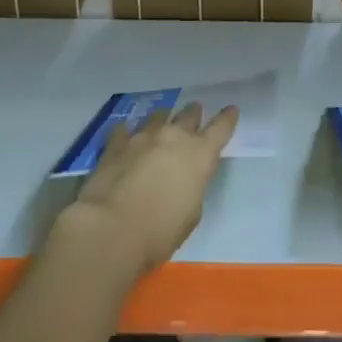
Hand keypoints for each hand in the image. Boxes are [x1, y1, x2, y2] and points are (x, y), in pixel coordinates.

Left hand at [54, 103, 238, 280]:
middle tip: (194, 115)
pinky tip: (126, 136)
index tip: (231, 109)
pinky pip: (125, 130)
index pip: (221, 128)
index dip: (227, 118)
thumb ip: (191, 187)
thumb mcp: (191, 214)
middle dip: (193, 115)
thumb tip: (182, 179)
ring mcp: (143, 137)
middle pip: (189, 115)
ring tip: (162, 122)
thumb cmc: (159, 232)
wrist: (110, 229)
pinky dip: (129, 133)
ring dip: (163, 119)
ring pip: (158, 116)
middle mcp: (174, 137)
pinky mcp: (115, 144)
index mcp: (200, 155)